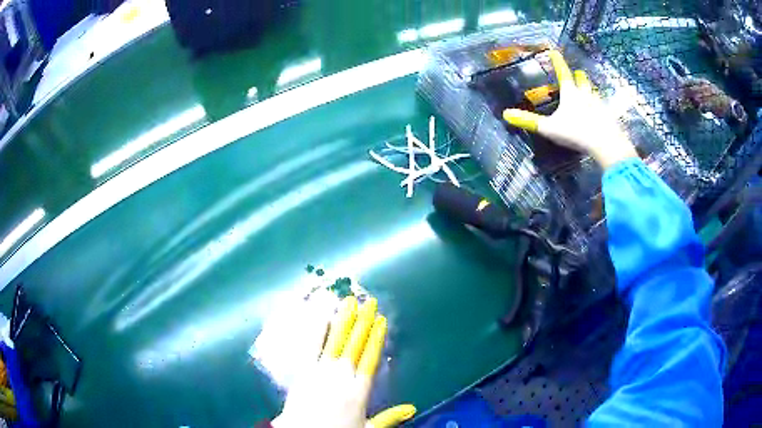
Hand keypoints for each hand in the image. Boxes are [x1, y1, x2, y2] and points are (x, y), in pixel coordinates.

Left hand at [272, 297, 415, 427]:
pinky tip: (320, 317)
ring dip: (342, 320)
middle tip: (369, 302)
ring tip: (348, 302)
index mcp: (359, 390)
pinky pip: (310, 346)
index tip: (381, 320)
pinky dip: (316, 330)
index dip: (376, 338)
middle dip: (363, 322)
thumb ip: (389, 417)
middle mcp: (341, 376)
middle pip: (354, 345)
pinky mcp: (302, 370)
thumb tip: (412, 408)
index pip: (370, 358)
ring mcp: (320, 371)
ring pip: (335, 341)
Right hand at [503, 50, 637, 169]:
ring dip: (590, 90)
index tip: (554, 51)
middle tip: (577, 73)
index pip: (563, 73)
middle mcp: (586, 95)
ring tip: (589, 91)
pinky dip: (600, 108)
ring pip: (593, 93)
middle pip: (582, 81)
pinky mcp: (609, 117)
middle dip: (578, 76)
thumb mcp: (549, 128)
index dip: (557, 62)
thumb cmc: (576, 132)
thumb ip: (529, 121)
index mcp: (570, 93)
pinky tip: (600, 113)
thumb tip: (505, 114)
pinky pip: (603, 108)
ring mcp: (599, 105)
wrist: (606, 144)